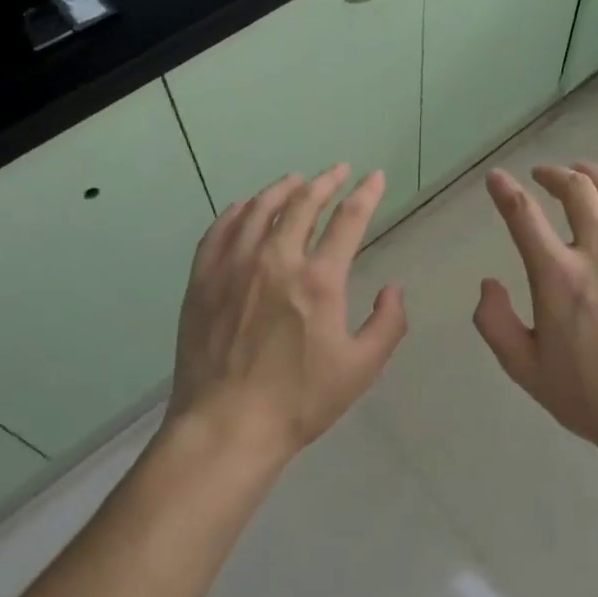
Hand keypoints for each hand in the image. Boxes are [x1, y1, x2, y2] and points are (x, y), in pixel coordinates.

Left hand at [169, 165, 407, 466]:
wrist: (226, 426)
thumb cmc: (298, 401)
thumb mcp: (360, 369)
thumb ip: (387, 324)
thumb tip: (393, 289)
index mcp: (318, 280)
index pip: (348, 220)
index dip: (366, 193)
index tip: (374, 177)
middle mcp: (275, 260)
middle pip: (302, 203)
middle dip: (325, 181)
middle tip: (336, 170)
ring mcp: (234, 266)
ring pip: (259, 209)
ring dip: (282, 188)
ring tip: (294, 180)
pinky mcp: (203, 279)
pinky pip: (220, 230)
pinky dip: (237, 211)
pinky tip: (245, 207)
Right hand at [473, 162, 597, 463]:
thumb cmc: (590, 398)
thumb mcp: (524, 369)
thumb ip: (495, 322)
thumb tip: (488, 284)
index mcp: (558, 277)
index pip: (524, 216)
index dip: (505, 191)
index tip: (496, 178)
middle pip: (577, 192)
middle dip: (555, 174)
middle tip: (544, 175)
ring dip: (596, 177)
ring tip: (583, 172)